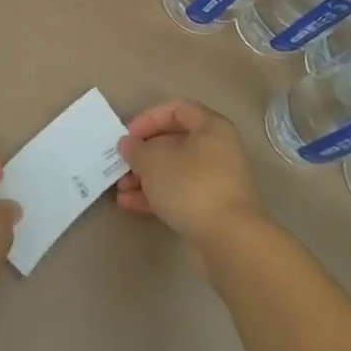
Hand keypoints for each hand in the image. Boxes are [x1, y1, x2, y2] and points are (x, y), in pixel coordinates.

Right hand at [116, 100, 264, 253]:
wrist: (230, 240)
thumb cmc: (191, 186)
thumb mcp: (154, 162)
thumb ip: (136, 149)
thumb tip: (128, 144)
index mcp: (211, 128)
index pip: (177, 110)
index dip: (149, 119)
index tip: (128, 136)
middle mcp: (218, 150)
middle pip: (174, 143)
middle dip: (143, 154)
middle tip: (121, 164)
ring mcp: (218, 181)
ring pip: (175, 171)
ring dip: (146, 178)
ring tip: (120, 189)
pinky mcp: (213, 209)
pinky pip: (181, 194)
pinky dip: (157, 196)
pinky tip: (129, 205)